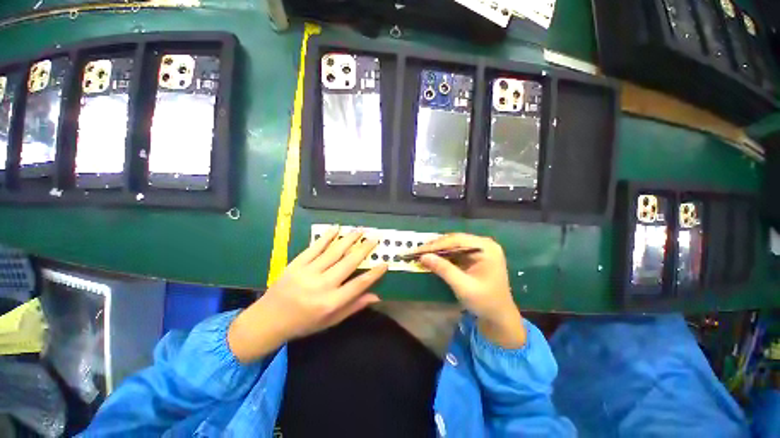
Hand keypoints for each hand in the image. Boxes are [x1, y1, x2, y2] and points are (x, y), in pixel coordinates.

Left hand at [228, 227, 386, 362]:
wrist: (267, 320)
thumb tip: (376, 296)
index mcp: (331, 303)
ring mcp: (308, 272)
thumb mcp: (330, 321)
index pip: (359, 285)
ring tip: (360, 230)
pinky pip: (315, 247)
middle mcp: (321, 285)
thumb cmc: (303, 324)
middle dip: (364, 249)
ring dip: (349, 239)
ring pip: (334, 251)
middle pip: (348, 263)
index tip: (385, 263)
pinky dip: (326, 237)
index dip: (374, 273)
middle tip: (374, 239)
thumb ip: (353, 307)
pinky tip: (336, 229)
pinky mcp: (296, 264)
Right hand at [415, 233, 525, 348]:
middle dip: (435, 246)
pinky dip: (443, 255)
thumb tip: (423, 256)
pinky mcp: (474, 256)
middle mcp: (483, 244)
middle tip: (417, 252)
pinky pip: (455, 251)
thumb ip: (444, 269)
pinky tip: (432, 258)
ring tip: (421, 254)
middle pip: (454, 240)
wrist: (499, 317)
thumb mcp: (463, 286)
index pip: (456, 240)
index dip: (436, 245)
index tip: (418, 250)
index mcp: (486, 248)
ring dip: (438, 250)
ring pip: (453, 245)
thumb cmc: (485, 302)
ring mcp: (479, 250)